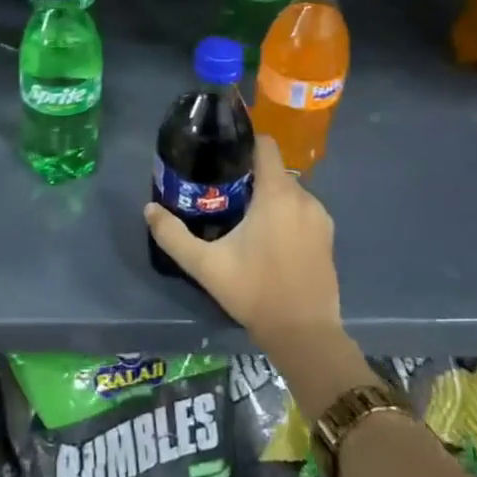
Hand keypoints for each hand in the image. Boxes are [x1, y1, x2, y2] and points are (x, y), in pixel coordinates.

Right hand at [144, 134, 339, 351]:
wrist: (304, 334)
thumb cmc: (254, 291)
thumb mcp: (205, 265)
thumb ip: (172, 234)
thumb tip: (149, 208)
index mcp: (277, 195)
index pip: (265, 146)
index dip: (243, 142)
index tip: (220, 154)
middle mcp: (304, 198)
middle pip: (274, 170)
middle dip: (249, 176)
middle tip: (221, 193)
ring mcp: (320, 218)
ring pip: (288, 192)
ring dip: (267, 198)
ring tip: (241, 217)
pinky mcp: (328, 237)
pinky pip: (301, 211)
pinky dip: (284, 215)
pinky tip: (266, 239)